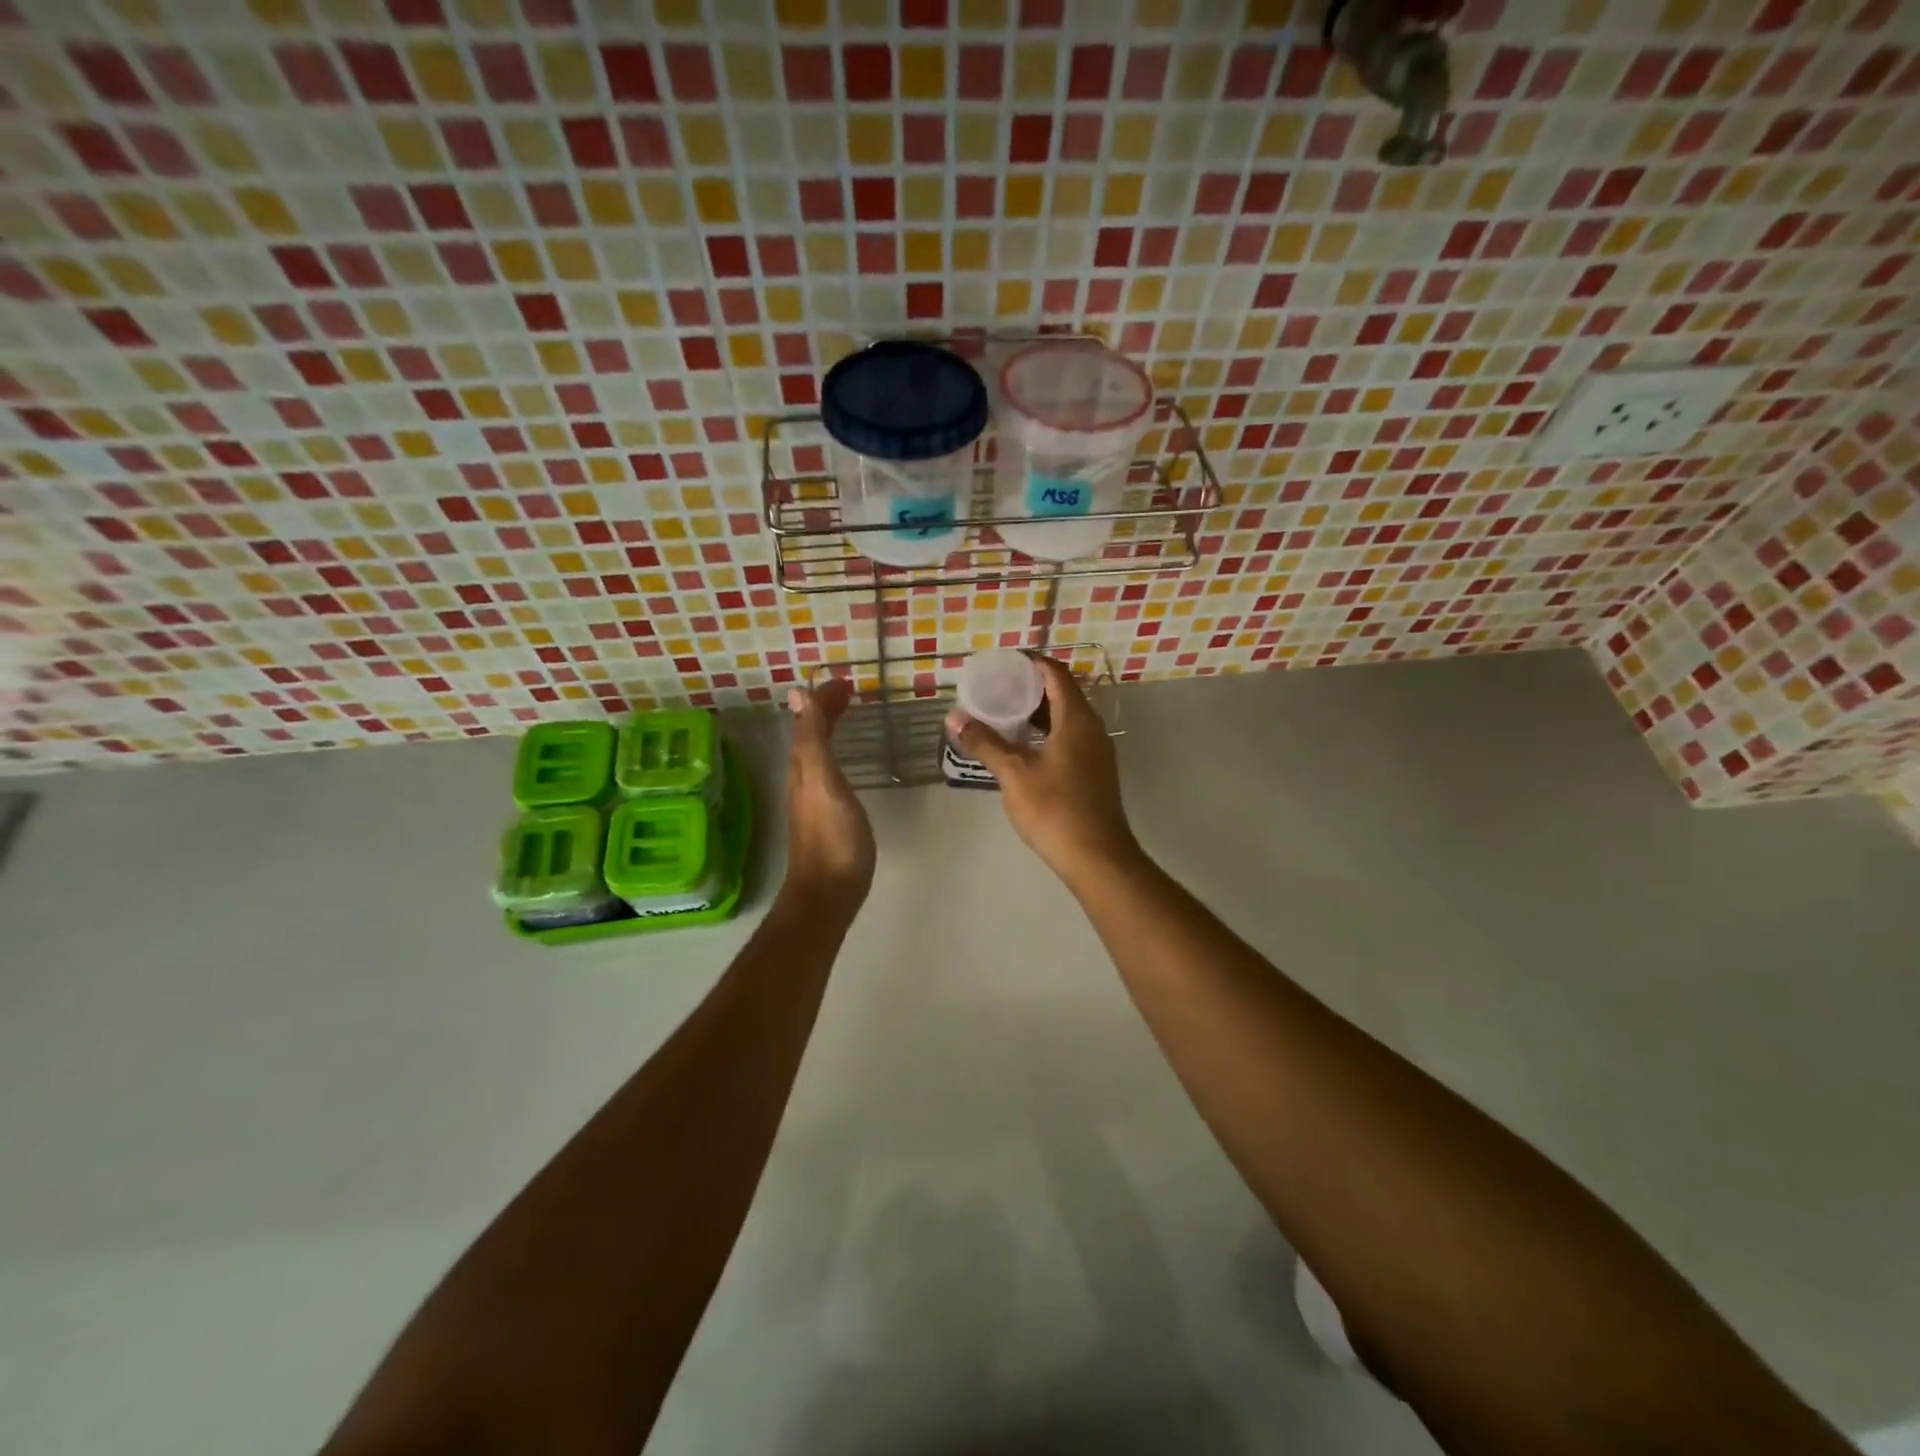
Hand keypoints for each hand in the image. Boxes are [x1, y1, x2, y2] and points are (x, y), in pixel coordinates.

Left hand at [781, 677, 875, 909]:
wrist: (828, 893)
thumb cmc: (833, 837)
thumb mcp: (823, 781)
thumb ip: (812, 739)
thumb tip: (797, 693)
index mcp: (803, 767)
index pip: (808, 722)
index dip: (823, 700)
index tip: (845, 682)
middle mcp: (803, 780)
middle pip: (810, 736)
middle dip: (825, 711)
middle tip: (849, 693)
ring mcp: (812, 801)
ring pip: (816, 754)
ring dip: (829, 730)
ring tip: (847, 716)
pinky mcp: (825, 818)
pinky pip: (826, 772)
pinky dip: (834, 754)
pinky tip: (843, 764)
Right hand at [944, 656, 1142, 886]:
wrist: (1097, 857)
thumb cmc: (1055, 809)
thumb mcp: (1014, 774)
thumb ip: (985, 743)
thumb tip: (954, 718)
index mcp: (1077, 719)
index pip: (1056, 675)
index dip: (1031, 664)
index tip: (1003, 665)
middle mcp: (1093, 729)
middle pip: (1063, 695)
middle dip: (1031, 689)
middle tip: (997, 690)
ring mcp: (1098, 752)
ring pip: (1067, 719)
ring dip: (1039, 714)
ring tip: (1005, 716)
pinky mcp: (1096, 773)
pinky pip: (1071, 739)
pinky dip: (1048, 734)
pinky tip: (1025, 748)